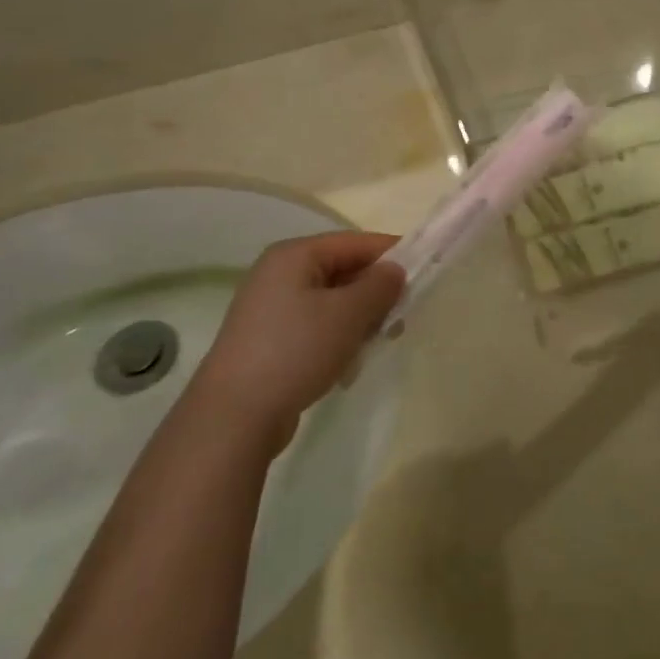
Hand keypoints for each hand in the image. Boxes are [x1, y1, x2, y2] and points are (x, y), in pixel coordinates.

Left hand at [193, 232, 404, 439]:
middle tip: (404, 315)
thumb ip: (380, 285)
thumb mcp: (349, 314)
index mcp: (294, 255)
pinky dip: (338, 335)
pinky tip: (349, 361)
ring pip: (332, 300)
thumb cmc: (296, 351)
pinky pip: (316, 325)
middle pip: (343, 269)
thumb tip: (396, 270)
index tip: (425, 272)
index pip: (355, 242)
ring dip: (360, 317)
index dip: (392, 254)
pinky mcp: (269, 340)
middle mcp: (279, 274)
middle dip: (376, 290)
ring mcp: (271, 308)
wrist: (234, 415)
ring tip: (380, 340)